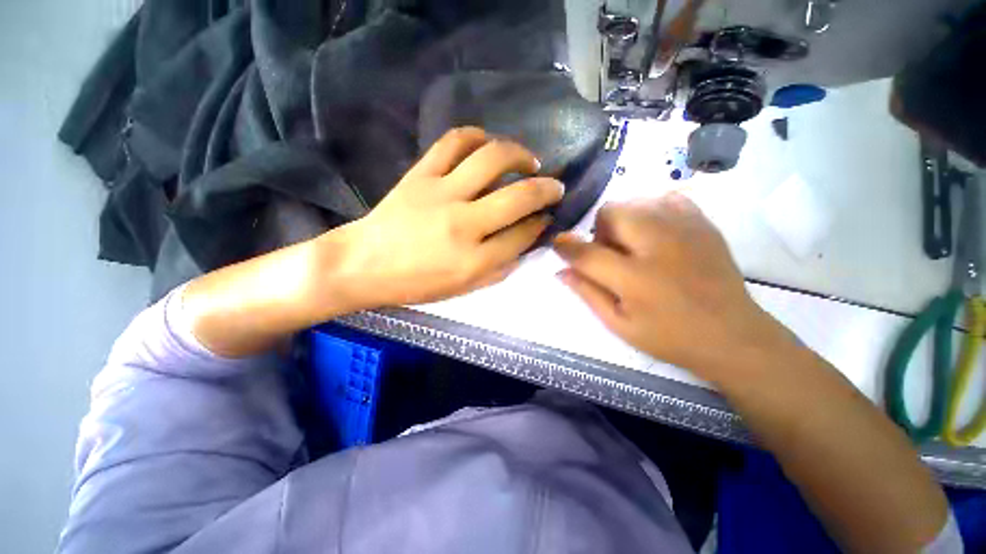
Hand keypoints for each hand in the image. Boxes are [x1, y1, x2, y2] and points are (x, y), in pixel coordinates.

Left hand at [327, 127, 563, 309]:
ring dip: (520, 155)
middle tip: (555, 186)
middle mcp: (464, 224)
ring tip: (529, 161)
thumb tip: (526, 240)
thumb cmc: (416, 283)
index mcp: (474, 261)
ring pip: (491, 159)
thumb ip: (499, 267)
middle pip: (518, 197)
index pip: (522, 236)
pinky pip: (453, 142)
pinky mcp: (420, 175)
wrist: (364, 264)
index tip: (547, 217)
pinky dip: (477, 136)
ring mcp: (441, 194)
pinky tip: (488, 143)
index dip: (540, 224)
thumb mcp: (464, 288)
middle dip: (547, 190)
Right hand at [553, 193, 794, 381]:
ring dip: (622, 221)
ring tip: (633, 246)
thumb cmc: (669, 337)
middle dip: (598, 231)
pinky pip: (665, 199)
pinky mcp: (702, 223)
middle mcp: (658, 245)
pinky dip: (651, 211)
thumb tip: (561, 270)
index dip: (565, 247)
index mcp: (635, 279)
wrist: (733, 335)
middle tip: (609, 255)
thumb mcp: (619, 324)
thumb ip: (587, 293)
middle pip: (610, 213)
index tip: (558, 245)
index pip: (586, 253)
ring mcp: (684, 229)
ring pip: (634, 202)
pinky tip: (655, 234)